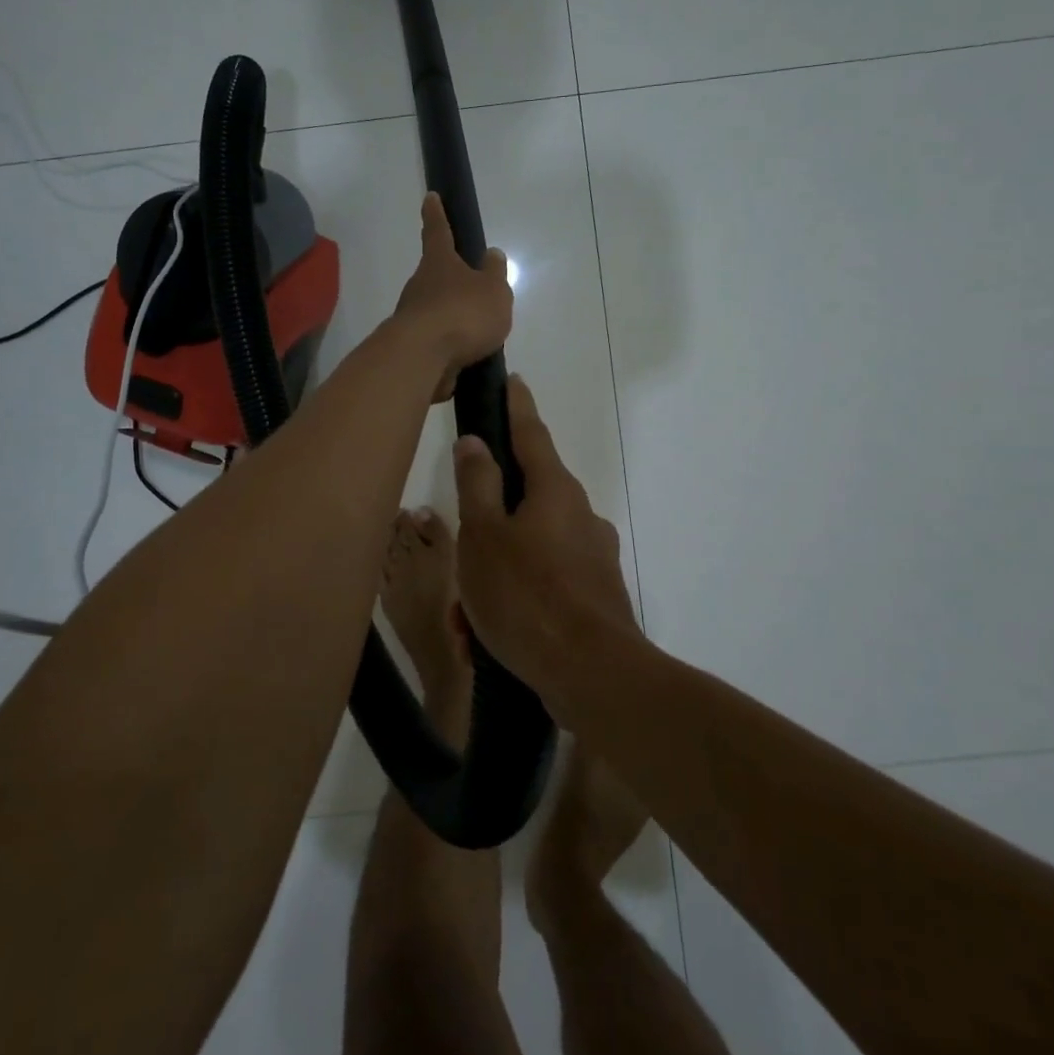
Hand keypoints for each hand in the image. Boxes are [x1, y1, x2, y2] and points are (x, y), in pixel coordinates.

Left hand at [392, 193, 514, 401]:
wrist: (423, 357)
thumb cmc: (463, 313)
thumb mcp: (493, 290)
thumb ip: (494, 273)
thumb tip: (491, 254)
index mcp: (439, 263)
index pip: (437, 231)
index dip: (436, 214)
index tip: (430, 197)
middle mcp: (420, 285)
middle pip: (434, 275)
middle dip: (450, 278)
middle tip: (471, 287)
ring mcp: (412, 316)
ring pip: (434, 309)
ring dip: (451, 316)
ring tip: (477, 332)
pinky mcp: (412, 346)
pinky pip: (436, 340)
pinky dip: (449, 344)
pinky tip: (466, 356)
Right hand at [452, 376, 640, 700]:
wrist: (593, 676)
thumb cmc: (527, 595)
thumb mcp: (484, 536)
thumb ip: (477, 484)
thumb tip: (475, 442)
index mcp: (554, 490)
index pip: (531, 433)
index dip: (517, 405)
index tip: (512, 379)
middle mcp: (579, 514)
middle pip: (525, 500)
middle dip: (487, 526)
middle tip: (458, 559)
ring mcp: (592, 556)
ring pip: (529, 551)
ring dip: (494, 576)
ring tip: (466, 620)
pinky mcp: (595, 595)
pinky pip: (543, 586)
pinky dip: (514, 602)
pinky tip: (488, 640)